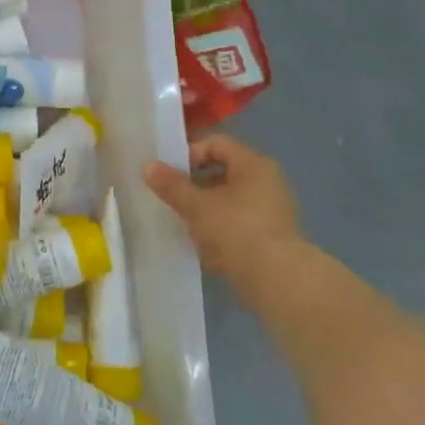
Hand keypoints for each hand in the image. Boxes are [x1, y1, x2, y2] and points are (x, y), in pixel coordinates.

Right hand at [144, 136, 305, 303]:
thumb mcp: (196, 205)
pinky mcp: (272, 236)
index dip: (189, 154)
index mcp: (253, 164)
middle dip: (194, 186)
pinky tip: (205, 247)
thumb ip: (171, 185)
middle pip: (222, 172)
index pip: (216, 144)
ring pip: (229, 200)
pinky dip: (220, 229)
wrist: (277, 279)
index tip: (169, 175)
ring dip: (205, 210)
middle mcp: (267, 181)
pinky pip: (239, 223)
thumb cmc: (236, 230)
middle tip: (173, 199)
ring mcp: (272, 209)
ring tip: (185, 225)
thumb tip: (147, 166)